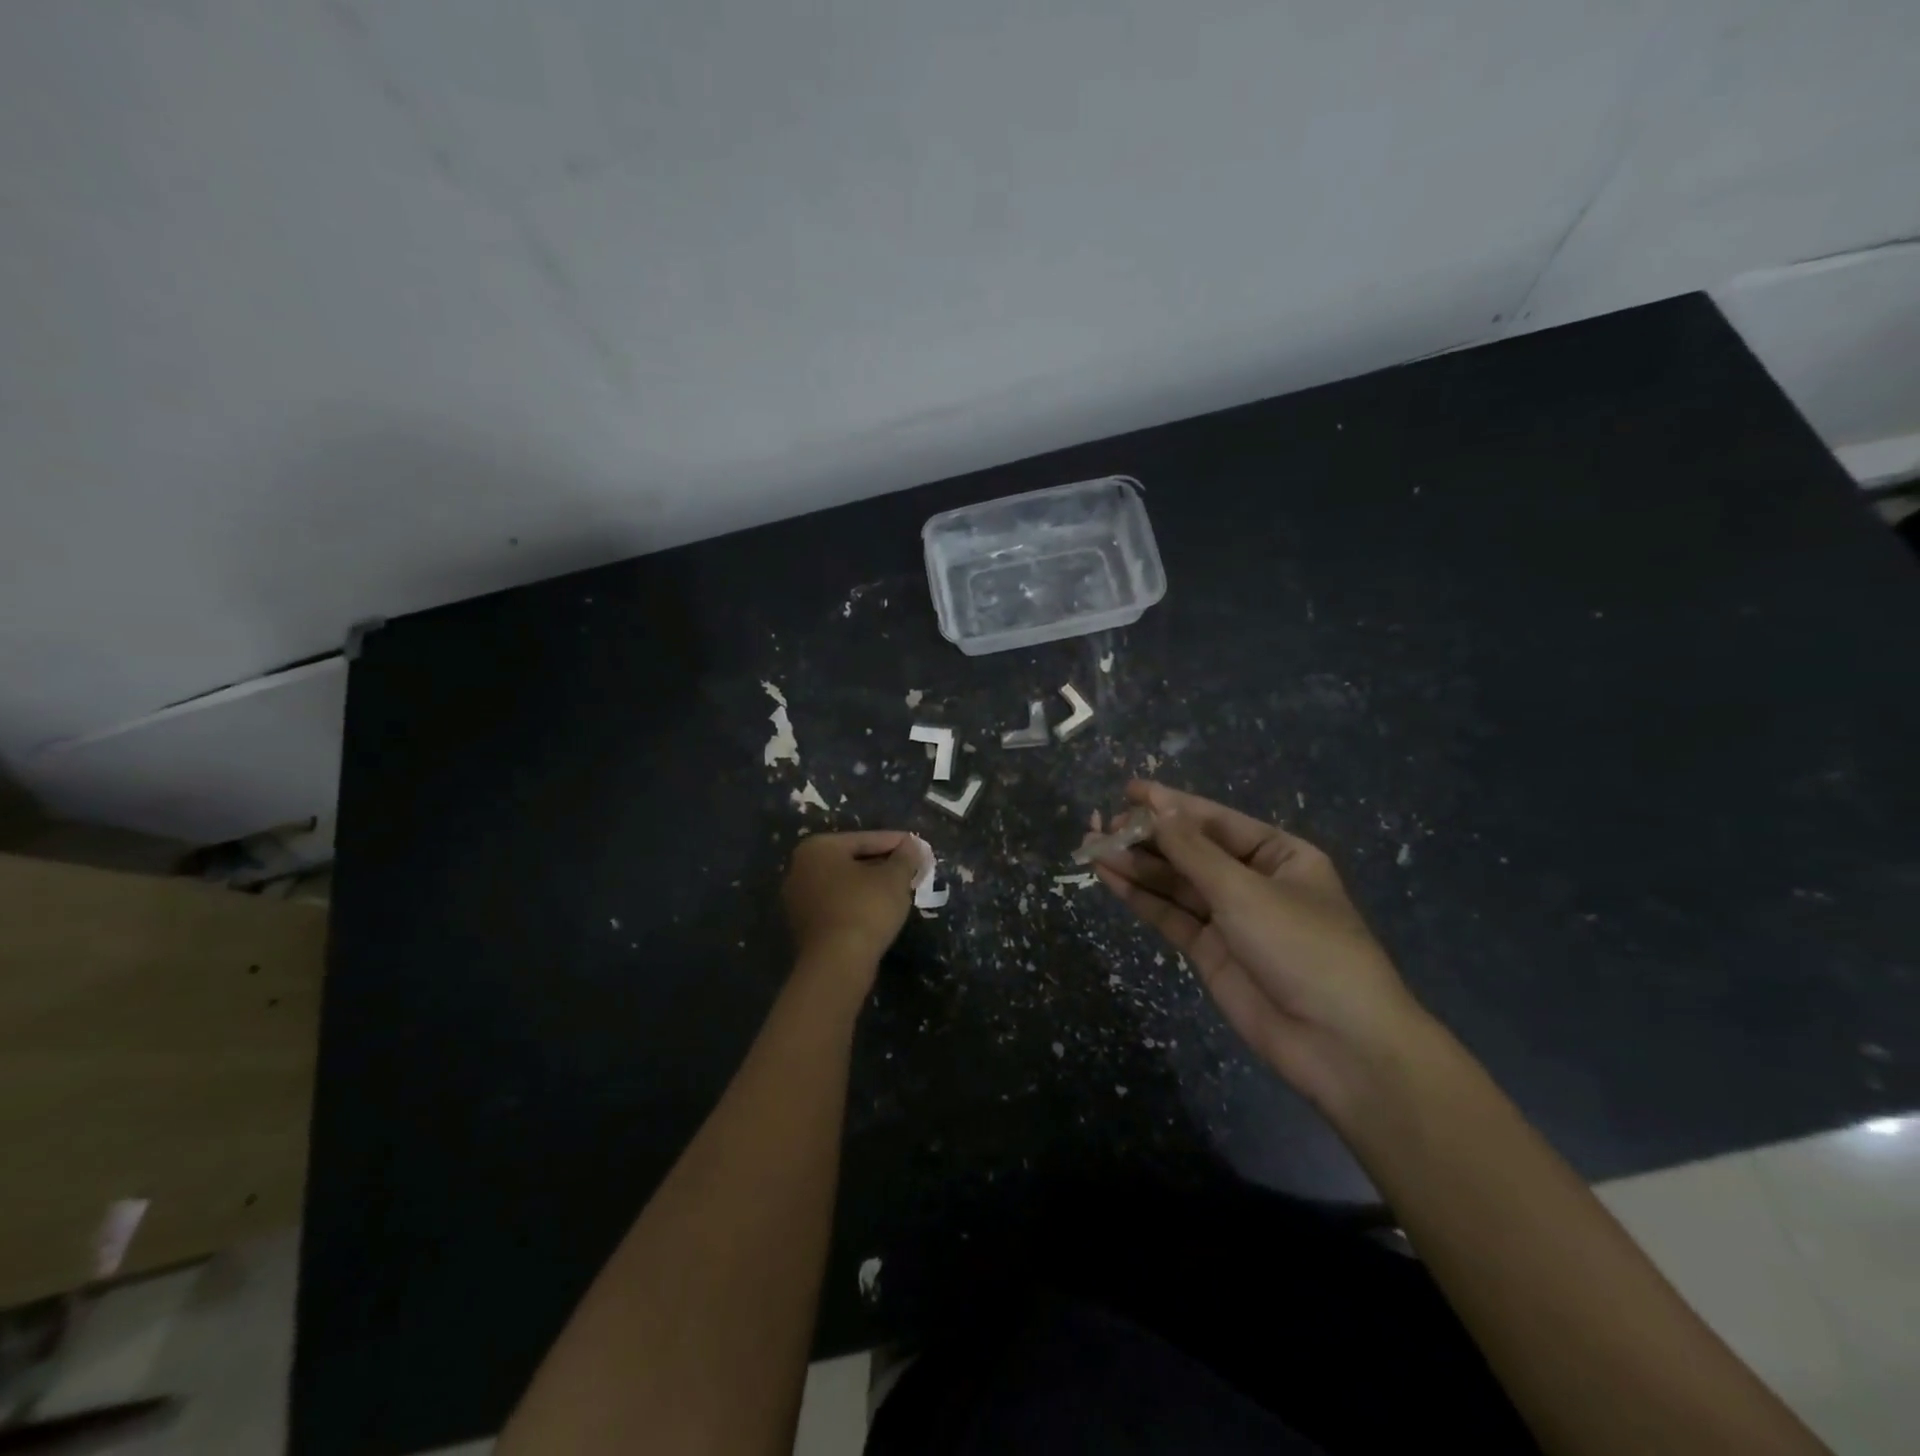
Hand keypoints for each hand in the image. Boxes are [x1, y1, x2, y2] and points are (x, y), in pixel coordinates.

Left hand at [781, 831, 922, 989]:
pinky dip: (858, 903)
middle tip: (912, 869)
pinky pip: (837, 904)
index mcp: (818, 848)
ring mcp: (798, 899)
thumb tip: (912, 844)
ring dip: (872, 885)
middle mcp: (800, 868)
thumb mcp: (894, 878)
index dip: (897, 843)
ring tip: (901, 890)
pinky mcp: (803, 925)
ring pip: (845, 884)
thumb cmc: (865, 909)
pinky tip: (880, 910)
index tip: (919, 849)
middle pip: (852, 860)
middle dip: (884, 864)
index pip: (866, 839)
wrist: (836, 964)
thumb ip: (905, 856)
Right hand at [1087, 781, 1429, 1108]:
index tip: (1129, 790)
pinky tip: (1109, 877)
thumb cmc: (1303, 948)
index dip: (1172, 804)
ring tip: (1094, 847)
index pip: (1216, 821)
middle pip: (1191, 851)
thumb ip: (1193, 851)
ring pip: (1176, 883)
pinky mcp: (1210, 952)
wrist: (1338, 1044)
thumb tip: (1157, 808)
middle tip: (1102, 825)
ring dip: (1137, 865)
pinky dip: (1141, 897)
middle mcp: (1253, 881)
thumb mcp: (1246, 891)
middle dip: (1148, 837)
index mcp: (1280, 855)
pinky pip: (1171, 915)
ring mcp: (1230, 918)